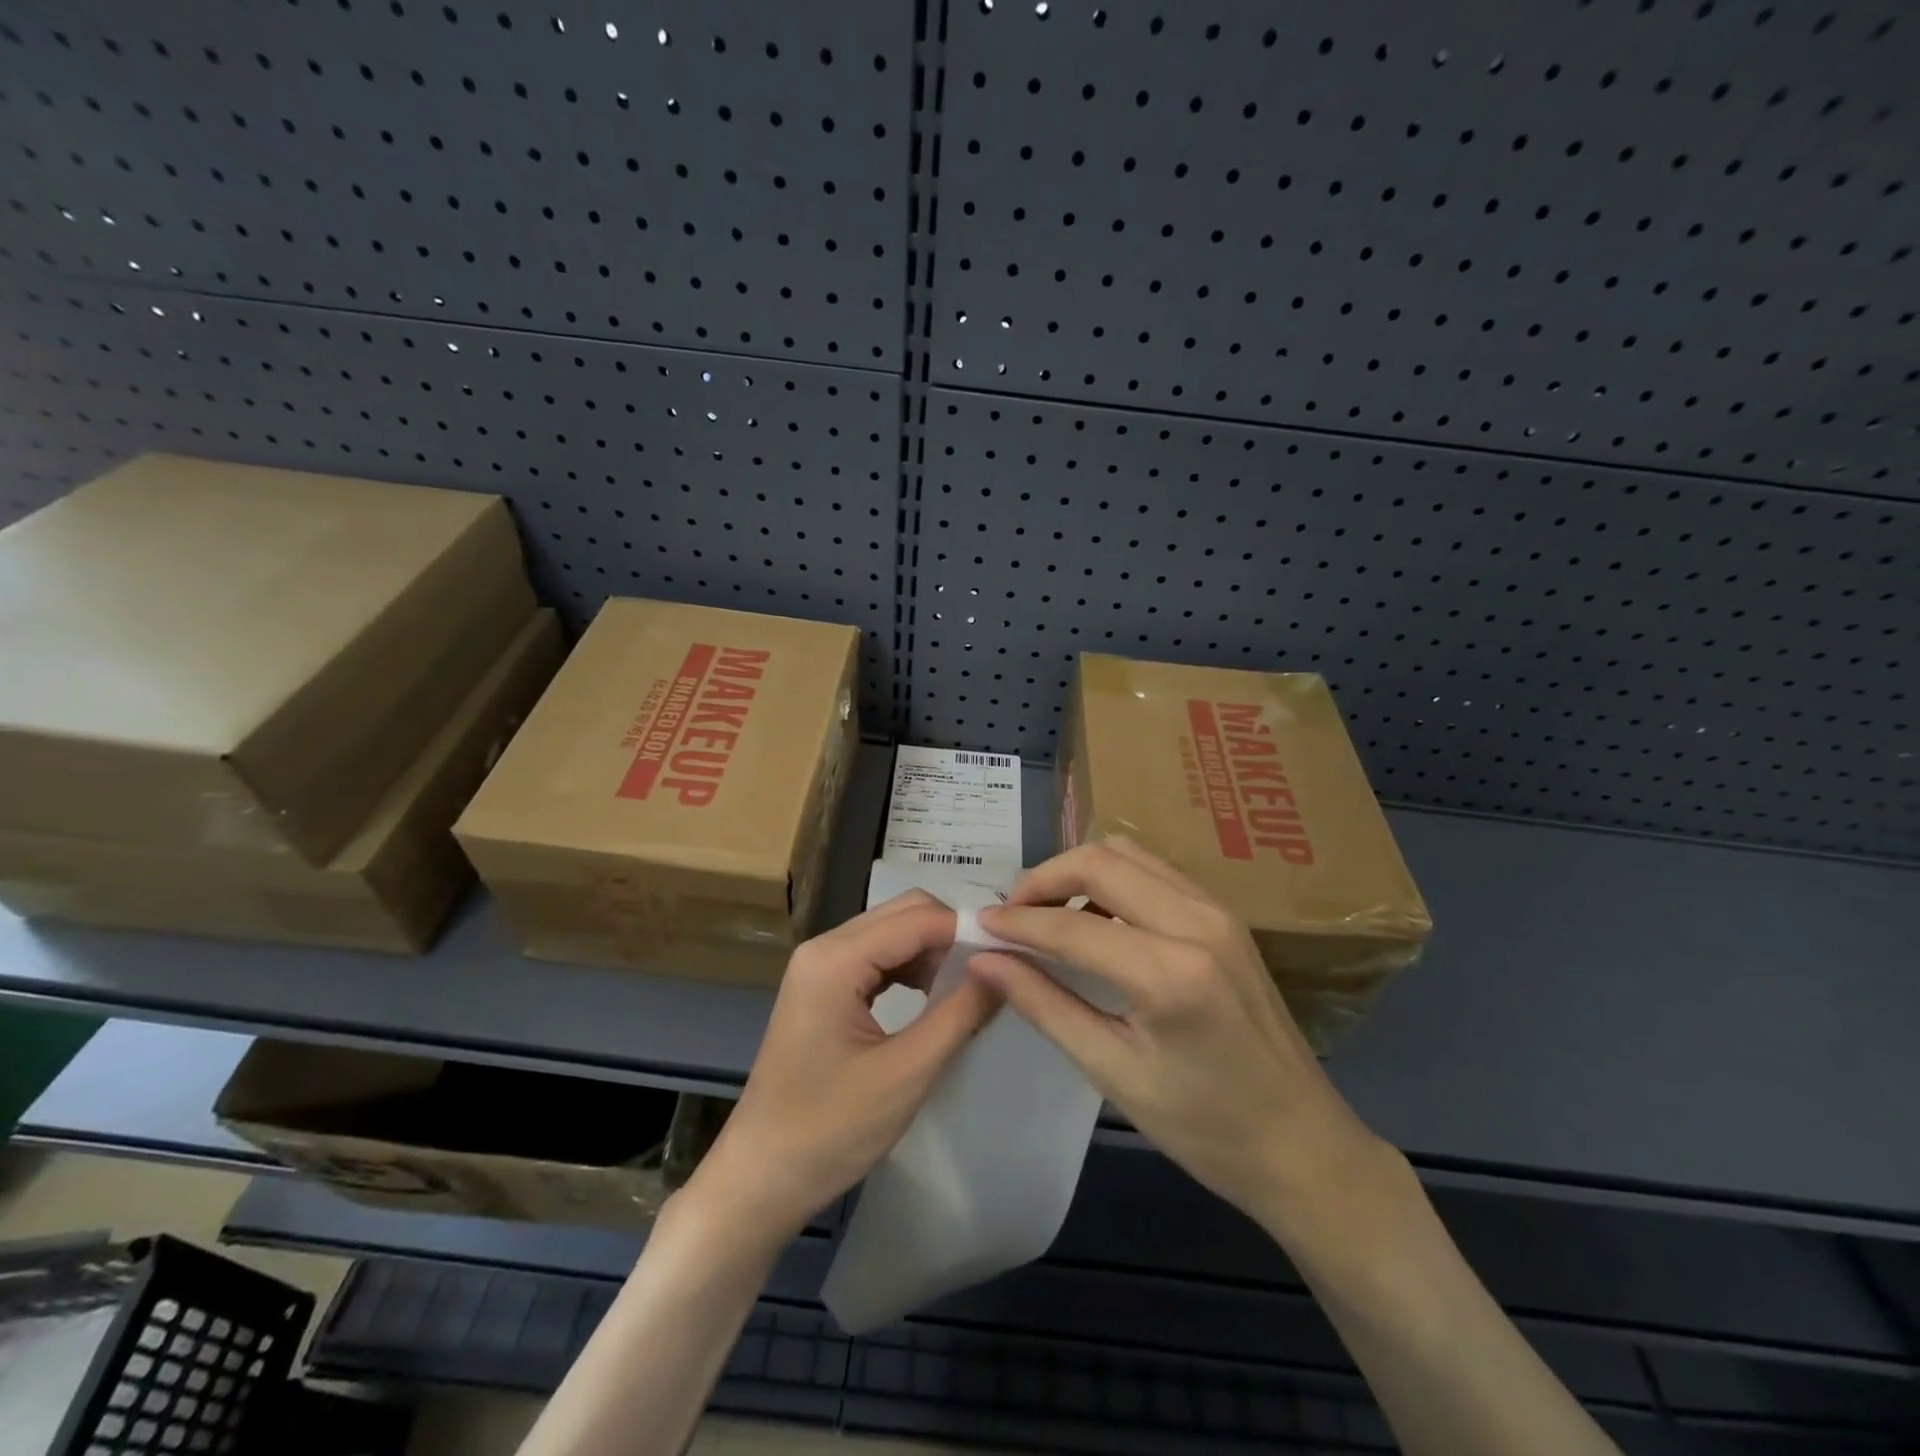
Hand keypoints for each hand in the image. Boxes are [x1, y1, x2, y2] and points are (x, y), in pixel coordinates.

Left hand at [683, 891, 999, 1248]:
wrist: (761, 1178)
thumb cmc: (830, 1130)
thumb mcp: (906, 1073)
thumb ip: (959, 1014)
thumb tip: (1001, 968)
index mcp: (836, 959)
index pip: (918, 918)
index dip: (968, 930)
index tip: (1013, 953)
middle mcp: (824, 948)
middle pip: (903, 913)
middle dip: (950, 936)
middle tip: (991, 973)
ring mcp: (819, 966)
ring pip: (892, 932)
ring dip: (932, 952)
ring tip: (966, 990)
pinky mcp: (822, 988)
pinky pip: (876, 957)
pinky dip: (910, 968)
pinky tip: (932, 998)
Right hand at [972, 837, 1391, 1240]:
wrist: (1303, 1145)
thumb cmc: (1204, 1127)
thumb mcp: (1113, 1072)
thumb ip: (1044, 1005)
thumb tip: (985, 960)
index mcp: (1170, 972)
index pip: (1071, 926)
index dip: (1017, 923)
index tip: (979, 925)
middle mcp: (1198, 922)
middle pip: (1101, 861)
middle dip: (1044, 878)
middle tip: (1012, 915)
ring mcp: (1218, 912)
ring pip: (1129, 854)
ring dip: (1079, 872)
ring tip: (1047, 914)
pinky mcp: (1226, 916)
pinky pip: (1155, 872)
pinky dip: (1113, 880)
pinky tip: (1095, 920)